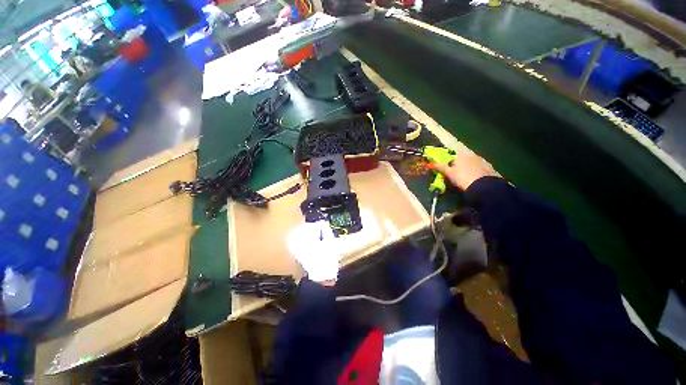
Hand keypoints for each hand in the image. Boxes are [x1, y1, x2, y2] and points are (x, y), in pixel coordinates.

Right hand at [434, 146, 497, 189]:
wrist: (483, 187)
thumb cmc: (462, 178)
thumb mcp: (449, 173)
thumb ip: (440, 167)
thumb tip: (432, 163)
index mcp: (462, 154)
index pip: (453, 153)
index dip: (449, 158)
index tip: (446, 165)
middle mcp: (472, 155)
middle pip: (463, 157)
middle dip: (459, 163)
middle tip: (454, 172)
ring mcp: (482, 161)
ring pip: (472, 163)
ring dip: (468, 167)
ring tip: (464, 177)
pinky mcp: (489, 168)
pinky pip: (480, 168)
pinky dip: (476, 171)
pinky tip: (474, 178)